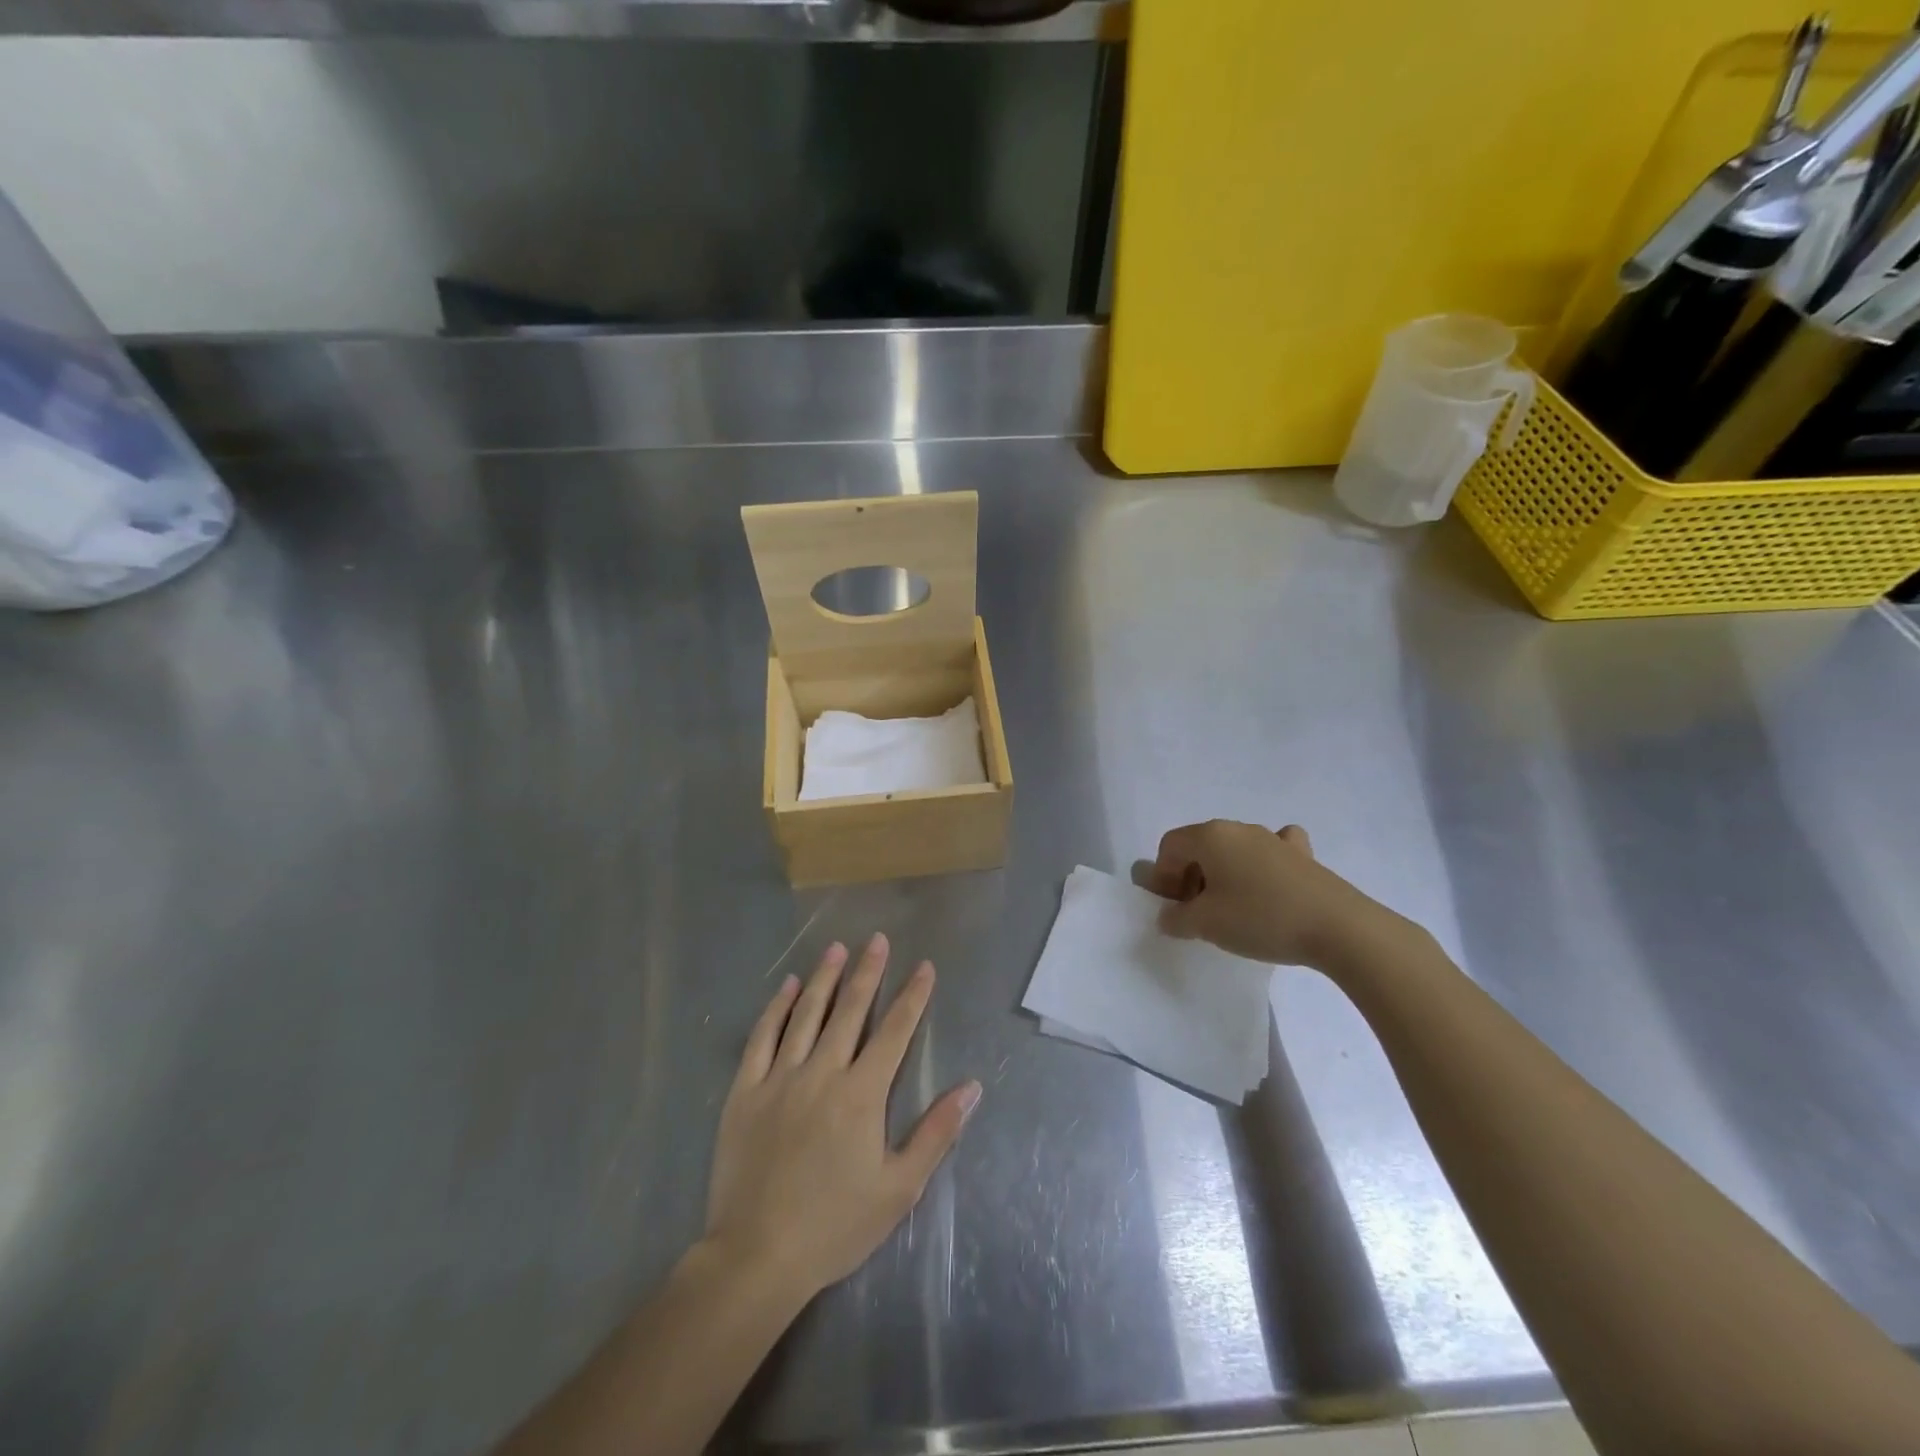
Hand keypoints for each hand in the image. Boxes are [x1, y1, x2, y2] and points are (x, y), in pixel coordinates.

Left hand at [703, 934, 980, 1302]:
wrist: (757, 1256)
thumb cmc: (835, 1225)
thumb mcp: (899, 1188)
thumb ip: (936, 1132)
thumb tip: (972, 1087)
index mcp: (862, 1094)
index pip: (895, 1031)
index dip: (912, 996)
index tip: (924, 967)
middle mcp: (823, 1072)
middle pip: (850, 1010)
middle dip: (868, 972)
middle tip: (877, 939)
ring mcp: (780, 1078)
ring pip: (807, 1015)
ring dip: (825, 978)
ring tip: (837, 947)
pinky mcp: (746, 1090)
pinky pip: (762, 1037)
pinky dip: (777, 1008)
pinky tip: (789, 986)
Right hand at [1146, 819, 1398, 968]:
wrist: (1338, 928)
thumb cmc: (1260, 919)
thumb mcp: (1205, 925)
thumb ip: (1176, 918)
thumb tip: (1170, 916)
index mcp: (1210, 836)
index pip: (1170, 846)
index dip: (1162, 876)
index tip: (1172, 908)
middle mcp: (1239, 829)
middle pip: (1200, 845)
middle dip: (1190, 876)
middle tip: (1195, 911)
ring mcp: (1274, 839)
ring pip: (1234, 849)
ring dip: (1223, 873)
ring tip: (1231, 907)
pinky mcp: (1303, 856)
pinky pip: (1271, 850)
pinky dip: (1262, 864)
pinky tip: (1269, 883)